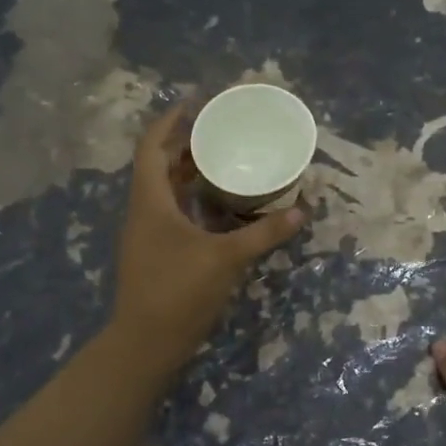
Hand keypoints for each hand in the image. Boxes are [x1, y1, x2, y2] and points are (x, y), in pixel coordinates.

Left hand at [110, 102, 303, 369]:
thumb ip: (264, 233)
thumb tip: (301, 210)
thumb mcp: (226, 258)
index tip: (194, 102)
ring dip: (188, 171)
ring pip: (165, 190)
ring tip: (222, 157)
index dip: (169, 121)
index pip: (151, 147)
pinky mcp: (156, 252)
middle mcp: (144, 211)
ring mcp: (147, 233)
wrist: (146, 343)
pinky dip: (193, 199)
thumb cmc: (179, 291)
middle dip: (184, 143)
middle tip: (219, 129)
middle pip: (158, 165)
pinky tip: (220, 204)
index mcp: (150, 201)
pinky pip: (173, 211)